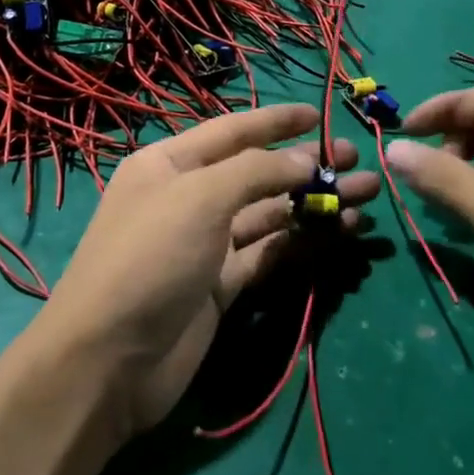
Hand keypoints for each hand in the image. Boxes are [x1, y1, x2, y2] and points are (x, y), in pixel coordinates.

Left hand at [32, 105, 378, 438]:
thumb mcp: (200, 198)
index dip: (276, 121)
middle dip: (306, 164)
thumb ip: (257, 170)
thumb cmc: (149, 257)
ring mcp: (206, 244)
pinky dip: (303, 240)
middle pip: (257, 172)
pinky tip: (340, 230)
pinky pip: (270, 252)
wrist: (108, 360)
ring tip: (365, 196)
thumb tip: (305, 160)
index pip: (232, 130)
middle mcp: (189, 197)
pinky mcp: (223, 285)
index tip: (320, 114)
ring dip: (314, 203)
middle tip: (359, 160)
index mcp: (170, 164)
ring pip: (269, 214)